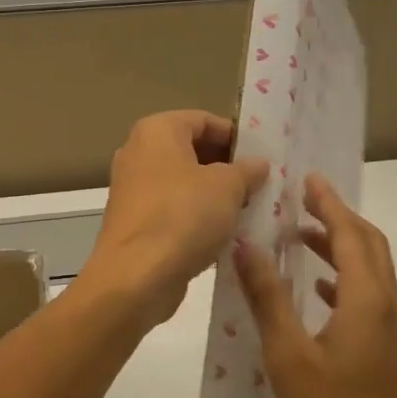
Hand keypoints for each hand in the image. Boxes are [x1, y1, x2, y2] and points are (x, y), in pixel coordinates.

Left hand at [80, 111, 268, 327]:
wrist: (136, 276)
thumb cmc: (183, 216)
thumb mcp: (228, 187)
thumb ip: (246, 170)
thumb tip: (258, 164)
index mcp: (157, 130)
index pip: (204, 120)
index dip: (236, 137)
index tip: (263, 159)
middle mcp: (139, 152)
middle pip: (193, 151)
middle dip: (228, 168)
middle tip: (261, 186)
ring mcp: (133, 189)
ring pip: (184, 183)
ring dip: (215, 196)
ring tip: (249, 211)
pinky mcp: (135, 222)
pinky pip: (173, 210)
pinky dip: (197, 218)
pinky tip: (225, 236)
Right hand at [233, 175, 396, 397]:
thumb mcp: (289, 355)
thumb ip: (267, 297)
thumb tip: (245, 245)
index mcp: (367, 298)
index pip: (350, 232)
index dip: (329, 202)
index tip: (307, 178)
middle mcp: (387, 304)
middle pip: (368, 244)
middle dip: (337, 217)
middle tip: (302, 201)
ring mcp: (392, 330)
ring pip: (370, 270)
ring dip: (339, 247)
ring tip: (300, 239)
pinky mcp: (388, 351)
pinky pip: (368, 296)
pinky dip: (343, 279)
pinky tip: (318, 293)